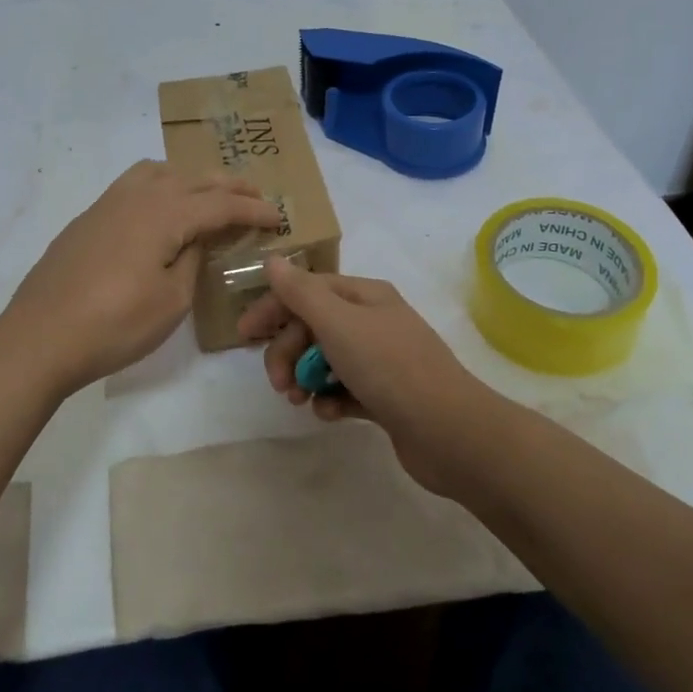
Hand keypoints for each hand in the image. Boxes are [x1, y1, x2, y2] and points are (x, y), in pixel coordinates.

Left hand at [0, 161, 280, 396]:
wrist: (39, 338)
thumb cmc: (114, 325)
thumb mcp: (171, 300)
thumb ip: (192, 259)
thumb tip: (197, 238)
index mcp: (164, 213)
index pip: (220, 204)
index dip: (253, 210)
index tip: (279, 216)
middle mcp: (137, 196)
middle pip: (193, 179)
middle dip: (229, 186)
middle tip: (255, 197)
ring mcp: (107, 203)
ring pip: (159, 172)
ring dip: (191, 178)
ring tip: (208, 195)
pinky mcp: (88, 218)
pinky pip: (134, 184)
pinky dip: (160, 186)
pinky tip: (161, 211)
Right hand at [238, 258, 498, 492]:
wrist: (449, 432)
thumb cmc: (389, 367)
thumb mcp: (338, 323)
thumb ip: (301, 293)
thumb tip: (272, 259)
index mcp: (365, 296)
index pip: (307, 290)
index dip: (273, 308)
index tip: (243, 335)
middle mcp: (374, 322)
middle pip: (314, 327)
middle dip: (288, 351)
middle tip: (278, 383)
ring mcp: (381, 360)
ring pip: (326, 360)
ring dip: (305, 377)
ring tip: (299, 401)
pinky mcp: (385, 396)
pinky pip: (344, 390)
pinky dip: (330, 400)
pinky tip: (328, 414)